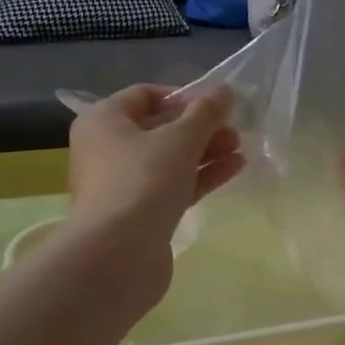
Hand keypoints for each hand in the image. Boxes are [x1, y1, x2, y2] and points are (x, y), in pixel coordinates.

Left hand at [68, 85, 244, 258]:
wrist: (118, 254)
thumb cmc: (143, 180)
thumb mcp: (181, 139)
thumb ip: (206, 112)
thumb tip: (225, 90)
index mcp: (104, 121)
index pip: (145, 95)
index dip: (182, 96)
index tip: (215, 104)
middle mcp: (106, 149)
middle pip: (159, 128)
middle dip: (200, 127)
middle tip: (234, 129)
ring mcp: (122, 184)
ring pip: (168, 159)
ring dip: (205, 152)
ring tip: (240, 149)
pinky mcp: (139, 214)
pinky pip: (172, 186)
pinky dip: (200, 176)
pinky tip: (234, 169)